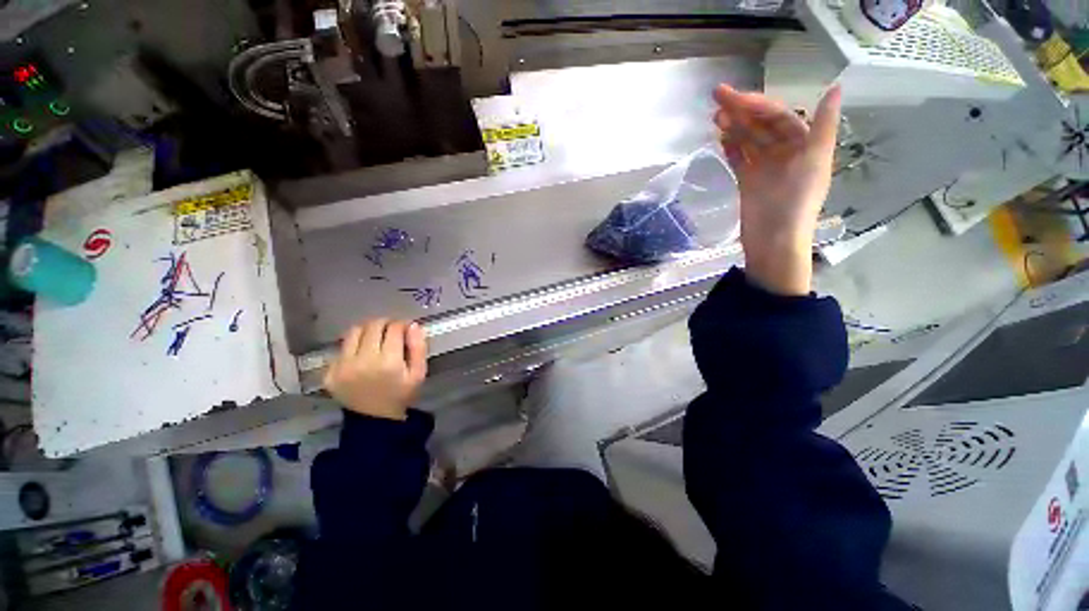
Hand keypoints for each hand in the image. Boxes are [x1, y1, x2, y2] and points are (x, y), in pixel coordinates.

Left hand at [323, 319, 427, 420]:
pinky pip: (342, 348)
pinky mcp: (329, 372)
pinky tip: (362, 354)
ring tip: (375, 338)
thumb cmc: (401, 394)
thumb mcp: (419, 373)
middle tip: (392, 331)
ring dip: (367, 330)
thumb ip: (418, 347)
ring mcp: (342, 367)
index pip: (394, 328)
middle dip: (385, 324)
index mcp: (388, 362)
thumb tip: (412, 325)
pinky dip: (354, 345)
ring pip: (354, 332)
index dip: (402, 325)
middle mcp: (362, 361)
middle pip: (373, 326)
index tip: (405, 329)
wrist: (374, 419)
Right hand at [714, 83, 841, 295]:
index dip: (758, 105)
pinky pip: (739, 159)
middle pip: (761, 125)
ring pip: (748, 141)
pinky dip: (731, 148)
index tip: (734, 99)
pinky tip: (720, 138)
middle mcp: (784, 152)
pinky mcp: (748, 182)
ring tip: (715, 117)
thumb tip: (835, 87)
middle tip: (716, 99)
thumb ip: (823, 126)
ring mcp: (764, 168)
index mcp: (804, 144)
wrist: (774, 240)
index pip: (778, 116)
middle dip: (741, 111)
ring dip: (733, 127)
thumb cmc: (797, 202)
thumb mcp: (816, 162)